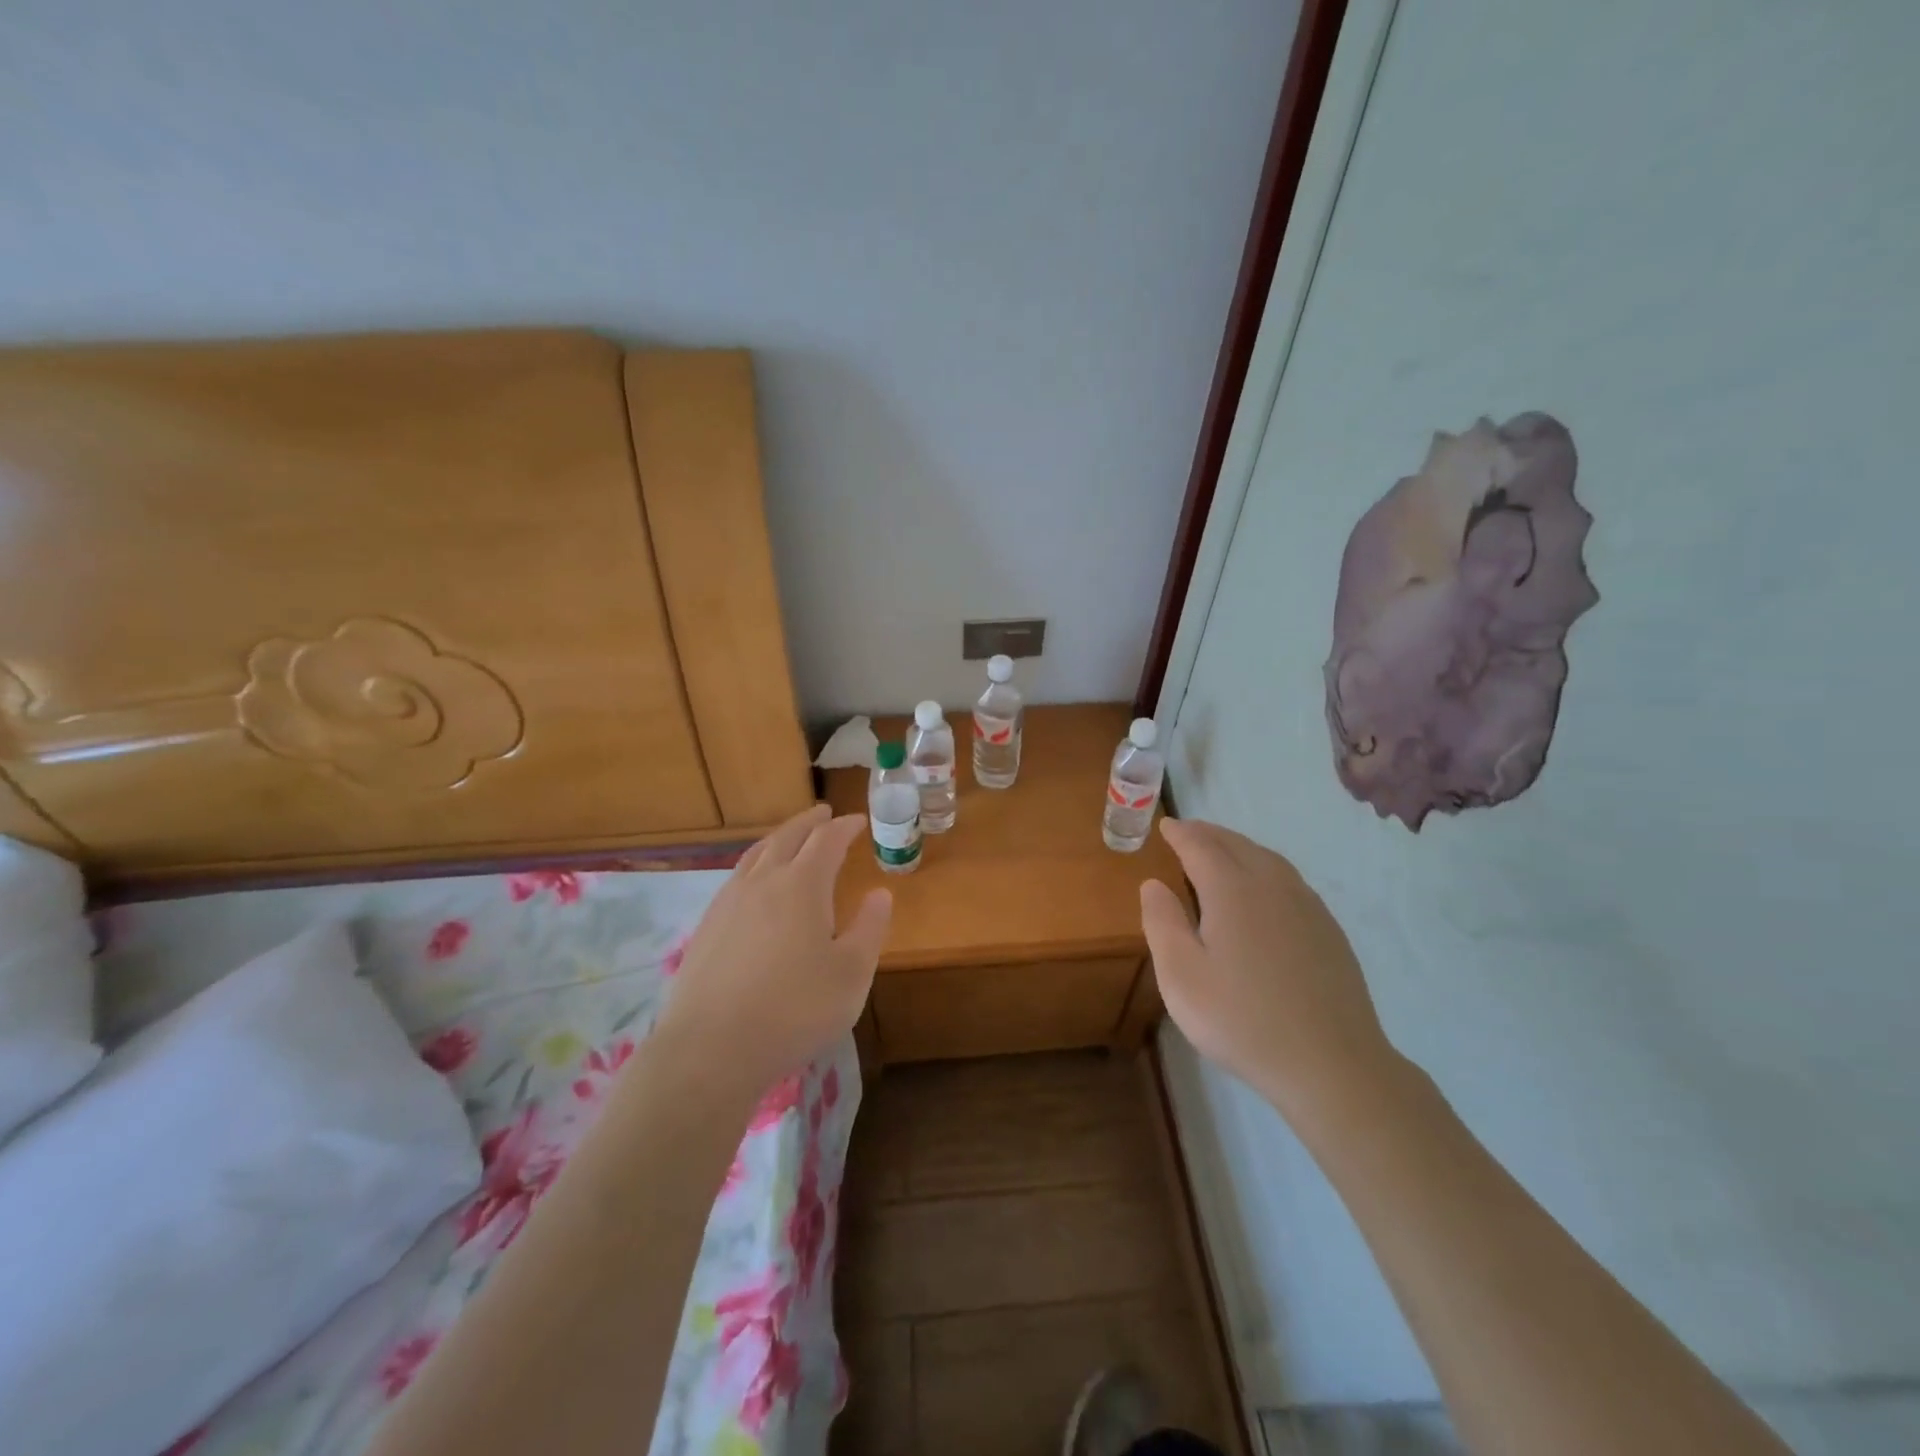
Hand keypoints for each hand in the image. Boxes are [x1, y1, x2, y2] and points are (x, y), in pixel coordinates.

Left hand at [655, 805, 891, 1098]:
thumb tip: (879, 894)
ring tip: (789, 838)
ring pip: (756, 855)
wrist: (711, 1049)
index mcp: (802, 885)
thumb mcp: (851, 973)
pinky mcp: (707, 927)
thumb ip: (869, 928)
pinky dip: (755, 865)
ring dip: (778, 839)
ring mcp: (728, 903)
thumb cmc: (795, 1009)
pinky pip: (736, 878)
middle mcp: (762, 882)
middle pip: (787, 837)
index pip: (826, 841)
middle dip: (809, 822)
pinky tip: (754, 885)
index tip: (858, 821)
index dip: (844, 827)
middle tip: (823, 813)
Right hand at [1140, 819, 1398, 1131]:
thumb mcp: (1181, 977)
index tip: (1164, 825)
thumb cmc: (1242, 1020)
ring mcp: (1307, 906)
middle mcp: (1272, 885)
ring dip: (1239, 847)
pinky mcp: (1328, 930)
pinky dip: (1265, 868)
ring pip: (1268, 859)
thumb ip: (1162, 923)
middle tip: (1187, 832)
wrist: (1332, 1065)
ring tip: (1221, 852)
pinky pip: (1290, 880)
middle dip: (1208, 834)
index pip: (1201, 846)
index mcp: (1232, 891)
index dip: (1180, 833)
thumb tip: (1153, 884)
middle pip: (1237, 844)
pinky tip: (1263, 889)